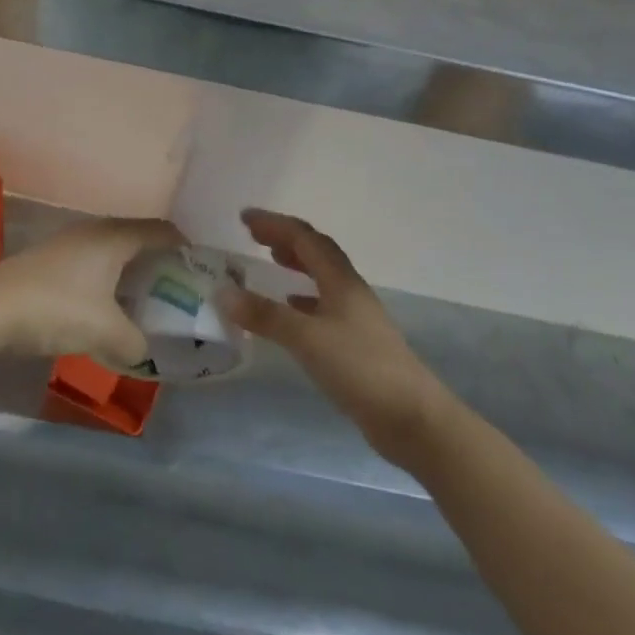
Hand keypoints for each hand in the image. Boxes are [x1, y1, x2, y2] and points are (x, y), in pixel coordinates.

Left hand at [0, 216, 182, 364]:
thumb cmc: (57, 308)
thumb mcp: (105, 332)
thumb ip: (134, 342)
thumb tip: (144, 350)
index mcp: (114, 238)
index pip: (159, 230)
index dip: (182, 244)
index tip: (199, 265)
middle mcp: (94, 231)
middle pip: (136, 237)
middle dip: (157, 259)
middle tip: (175, 286)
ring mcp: (68, 243)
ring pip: (111, 250)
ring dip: (129, 271)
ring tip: (143, 298)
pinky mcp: (49, 260)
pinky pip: (91, 262)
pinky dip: (106, 279)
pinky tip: (105, 305)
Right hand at [223, 209, 449, 466]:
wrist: (412, 418)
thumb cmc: (359, 368)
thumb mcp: (306, 338)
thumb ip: (265, 315)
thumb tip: (222, 292)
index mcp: (340, 280)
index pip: (304, 238)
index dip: (274, 224)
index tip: (244, 217)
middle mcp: (349, 290)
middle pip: (316, 252)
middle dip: (284, 238)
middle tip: (254, 235)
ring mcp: (356, 316)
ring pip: (322, 277)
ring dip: (296, 264)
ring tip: (271, 261)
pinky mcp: (357, 342)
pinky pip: (324, 305)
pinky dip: (304, 298)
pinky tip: (292, 308)